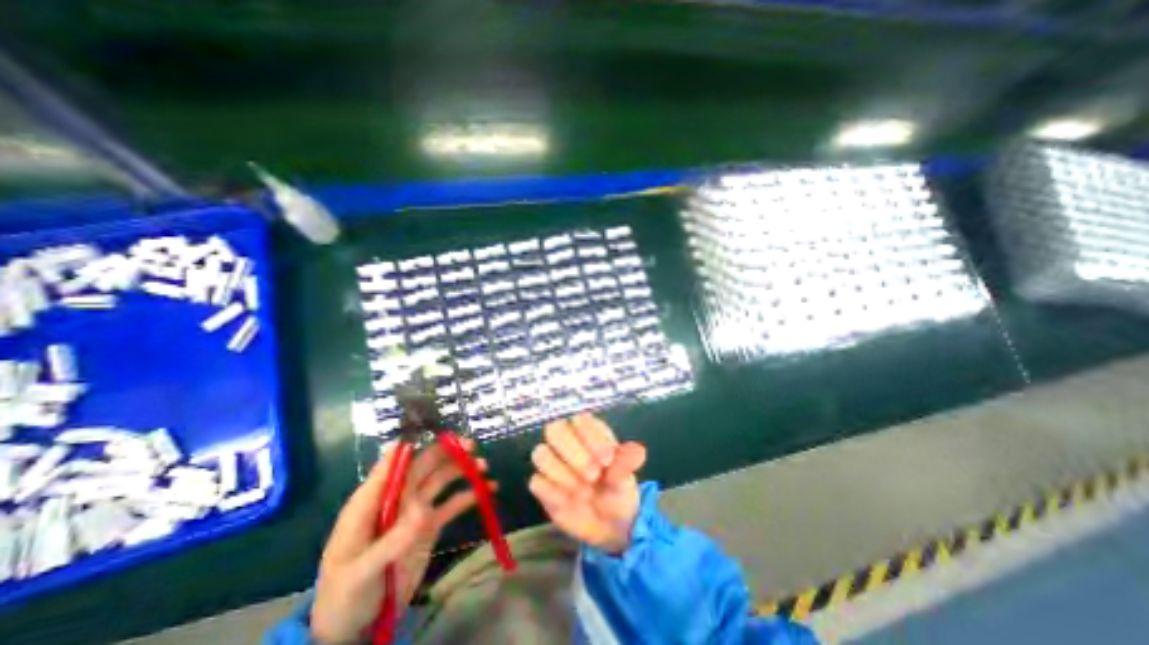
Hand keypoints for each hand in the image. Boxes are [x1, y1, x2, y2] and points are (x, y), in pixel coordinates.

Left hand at [312, 441, 491, 642]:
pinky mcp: (429, 525)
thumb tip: (424, 509)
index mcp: (371, 501)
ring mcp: (414, 511)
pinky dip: (469, 495)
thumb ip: (391, 542)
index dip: (416, 445)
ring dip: (461, 470)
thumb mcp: (360, 573)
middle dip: (448, 452)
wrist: (353, 628)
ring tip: (484, 466)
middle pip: (423, 465)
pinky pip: (451, 504)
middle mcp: (396, 498)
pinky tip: (488, 489)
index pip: (393, 463)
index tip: (440, 436)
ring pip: (440, 480)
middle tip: (472, 446)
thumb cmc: (343, 597)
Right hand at [529, 414, 643, 554]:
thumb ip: (626, 464)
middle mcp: (568, 442)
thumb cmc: (618, 492)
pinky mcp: (543, 486)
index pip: (580, 420)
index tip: (607, 460)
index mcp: (590, 433)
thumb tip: (638, 451)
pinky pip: (536, 481)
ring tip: (583, 492)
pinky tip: (569, 502)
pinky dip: (553, 492)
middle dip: (573, 452)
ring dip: (562, 473)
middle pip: (554, 429)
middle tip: (592, 475)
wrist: (611, 528)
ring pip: (541, 453)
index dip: (591, 437)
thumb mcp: (626, 480)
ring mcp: (553, 463)